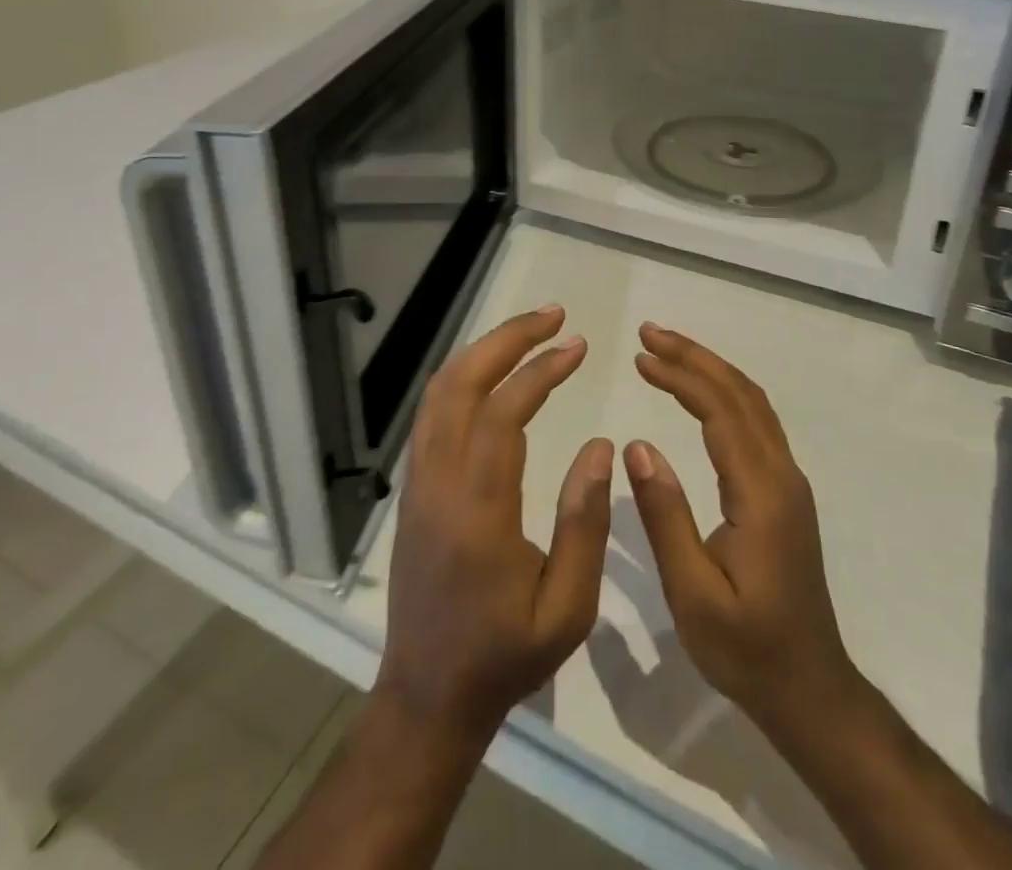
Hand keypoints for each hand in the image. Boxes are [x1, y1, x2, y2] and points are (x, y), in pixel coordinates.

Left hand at [376, 306, 613, 742]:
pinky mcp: (413, 488)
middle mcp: (438, 485)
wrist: (428, 696)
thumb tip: (598, 444)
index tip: (578, 346)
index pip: (503, 414)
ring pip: (439, 393)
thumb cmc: (505, 657)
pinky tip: (494, 371)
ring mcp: (418, 483)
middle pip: (460, 385)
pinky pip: (432, 413)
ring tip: (529, 332)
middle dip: (507, 339)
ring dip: (483, 351)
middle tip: (553, 315)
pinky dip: (463, 376)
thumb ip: (585, 522)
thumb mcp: (567, 609)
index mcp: (478, 514)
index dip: (540, 370)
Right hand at [624, 322, 858, 736]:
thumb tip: (637, 445)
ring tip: (667, 352)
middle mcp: (781, 475)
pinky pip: (756, 423)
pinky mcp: (785, 493)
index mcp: (760, 494)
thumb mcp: (693, 593)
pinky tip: (700, 395)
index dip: (680, 376)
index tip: (640, 355)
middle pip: (741, 394)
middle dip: (695, 357)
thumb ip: (666, 516)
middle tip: (649, 334)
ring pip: (753, 404)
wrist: (809, 688)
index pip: (720, 412)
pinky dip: (724, 394)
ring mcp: (788, 482)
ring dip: (711, 370)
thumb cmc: (746, 648)